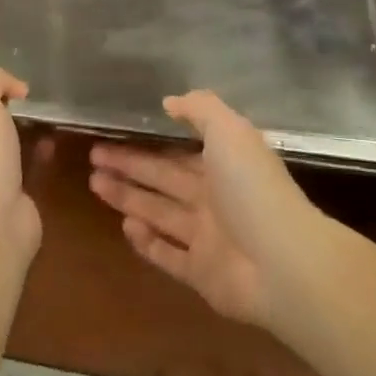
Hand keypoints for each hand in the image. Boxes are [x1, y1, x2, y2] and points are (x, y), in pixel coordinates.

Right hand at [89, 91, 309, 327]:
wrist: (283, 263)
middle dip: (128, 166)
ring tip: (94, 183)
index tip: (115, 133)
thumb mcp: (230, 131)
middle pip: (162, 180)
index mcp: (223, 166)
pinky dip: (147, 243)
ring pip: (159, 213)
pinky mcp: (201, 274)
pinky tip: (125, 227)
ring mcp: (207, 239)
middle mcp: (214, 200)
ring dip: (128, 198)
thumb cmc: (252, 189)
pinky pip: (168, 255)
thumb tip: (169, 101)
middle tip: (93, 155)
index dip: (147, 142)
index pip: (177, 152)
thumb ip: (200, 110)